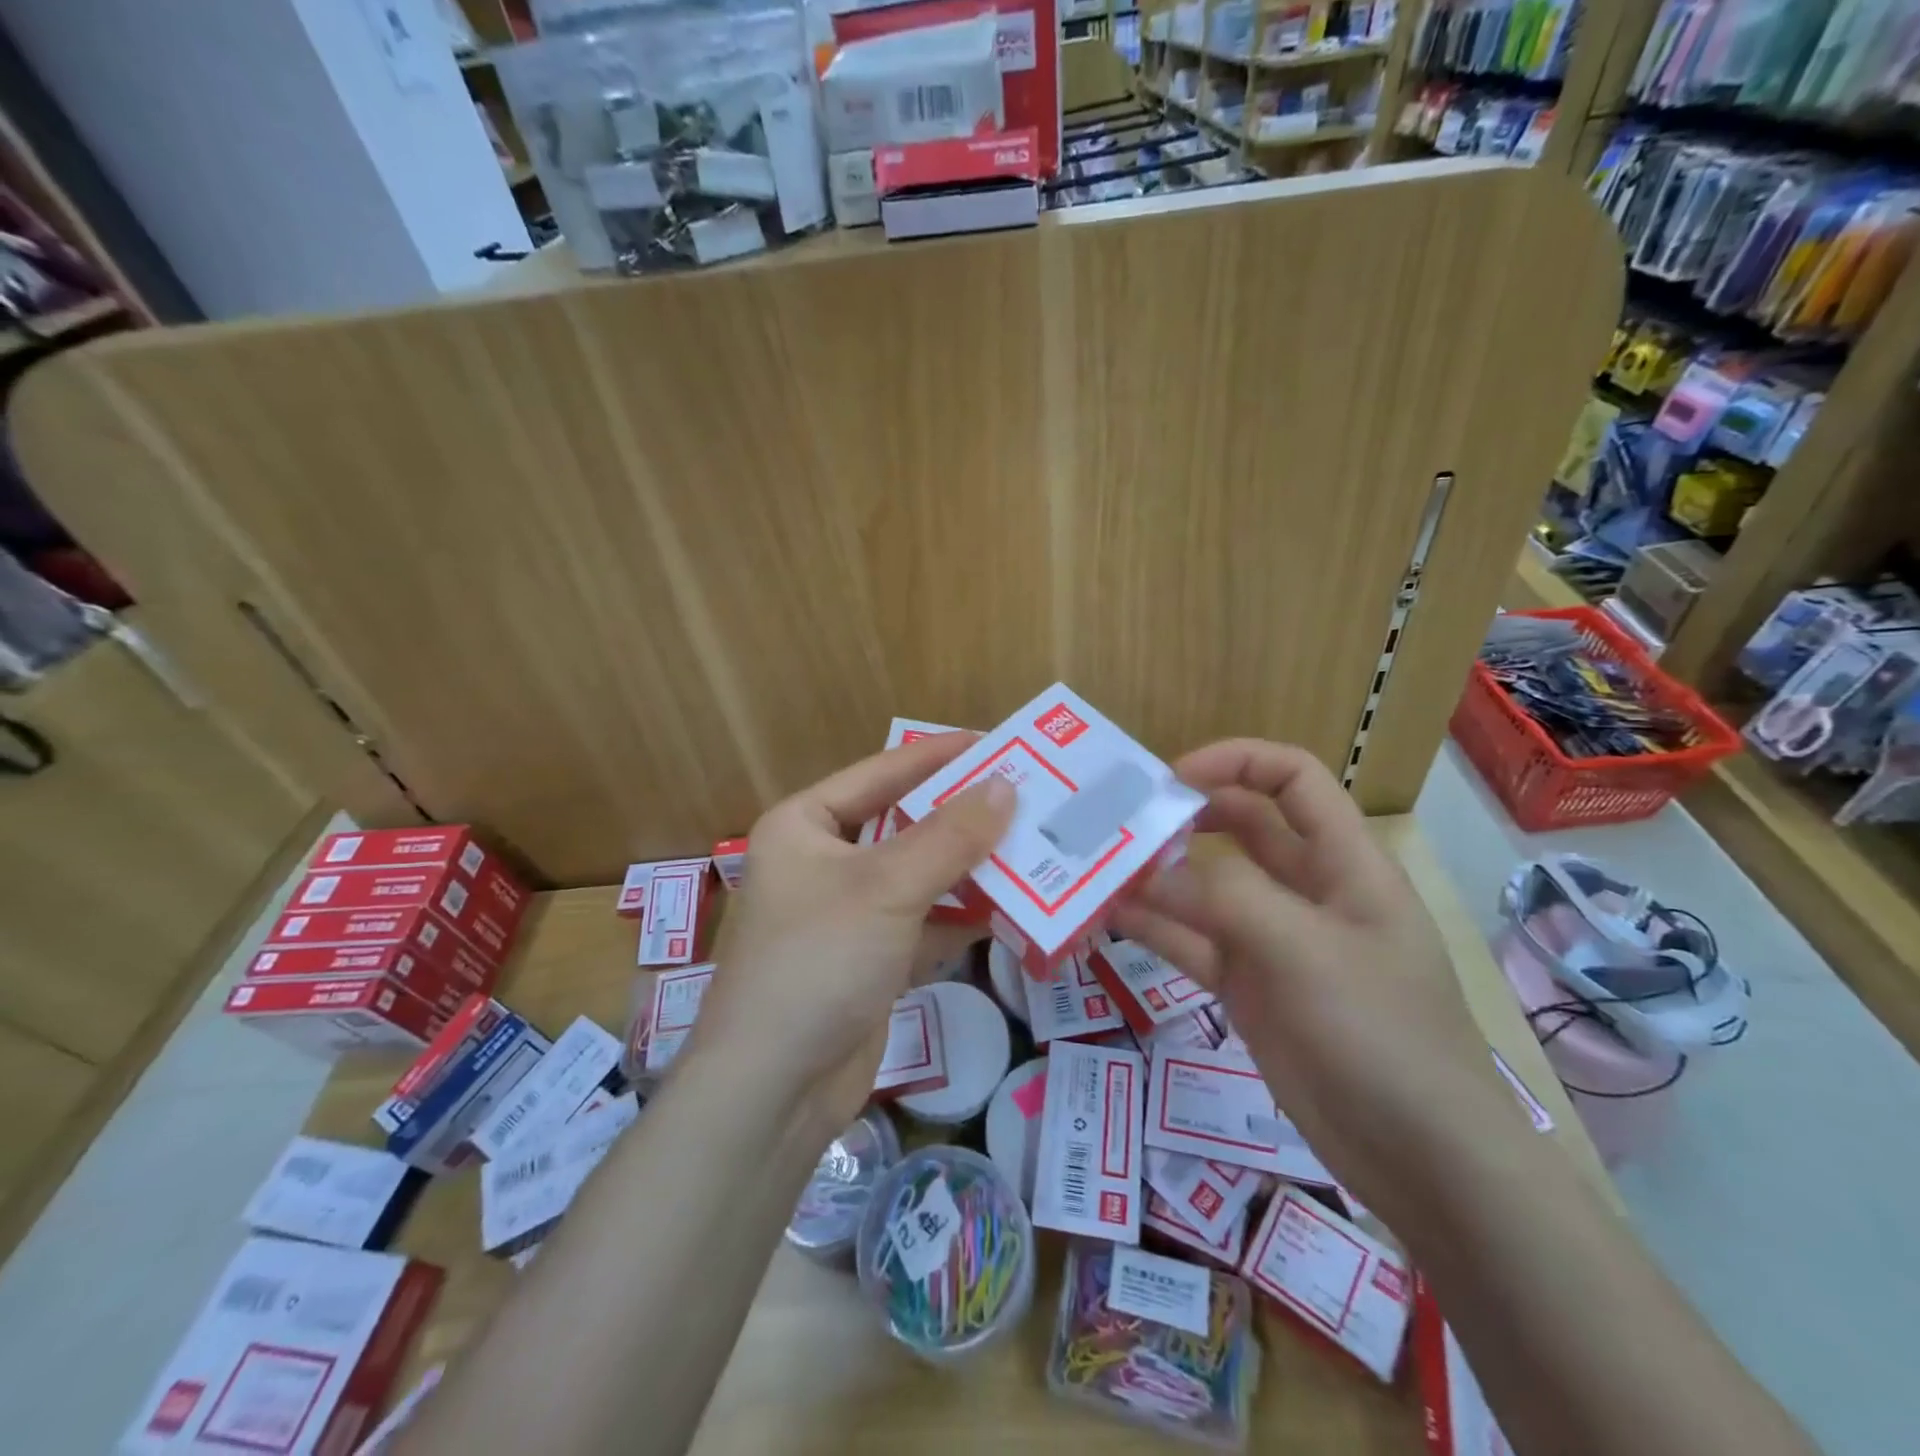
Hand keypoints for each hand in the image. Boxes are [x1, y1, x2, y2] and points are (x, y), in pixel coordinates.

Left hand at [686, 733, 1014, 1134]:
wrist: (773, 1091)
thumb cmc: (818, 961)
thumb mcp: (887, 888)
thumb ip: (950, 836)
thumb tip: (1006, 786)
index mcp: (804, 825)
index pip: (882, 772)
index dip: (939, 756)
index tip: (998, 743)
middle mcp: (821, 861)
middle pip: (903, 824)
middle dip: (962, 817)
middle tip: (1027, 798)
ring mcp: (845, 914)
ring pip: (917, 876)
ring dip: (968, 869)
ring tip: (1031, 848)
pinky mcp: (868, 960)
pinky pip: (922, 923)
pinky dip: (959, 918)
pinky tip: (1009, 910)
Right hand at [1110, 740, 1522, 1210]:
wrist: (1421, 1159)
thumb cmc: (1381, 1033)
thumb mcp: (1305, 949)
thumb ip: (1225, 897)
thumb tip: (1148, 873)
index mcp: (1343, 862)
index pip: (1292, 779)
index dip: (1235, 762)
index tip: (1171, 780)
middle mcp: (1305, 891)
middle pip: (1241, 828)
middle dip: (1185, 817)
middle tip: (1123, 824)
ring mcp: (1273, 941)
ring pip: (1206, 889)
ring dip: (1158, 877)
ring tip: (1099, 870)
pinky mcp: (1249, 988)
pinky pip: (1192, 944)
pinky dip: (1155, 929)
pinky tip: (1111, 921)